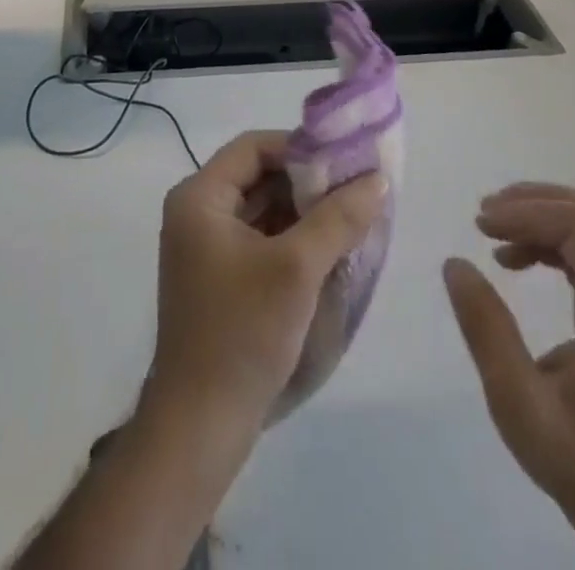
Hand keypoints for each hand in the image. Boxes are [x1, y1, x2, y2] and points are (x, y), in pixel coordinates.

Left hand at [144, 130, 386, 440]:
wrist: (199, 427)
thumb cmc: (242, 333)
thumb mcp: (297, 269)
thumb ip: (338, 218)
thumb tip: (377, 178)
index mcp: (200, 197)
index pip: (254, 147)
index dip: (300, 147)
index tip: (345, 163)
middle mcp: (197, 213)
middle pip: (259, 176)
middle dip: (308, 182)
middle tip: (356, 190)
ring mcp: (206, 248)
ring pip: (263, 209)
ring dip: (304, 212)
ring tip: (352, 217)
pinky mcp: (219, 278)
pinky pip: (260, 240)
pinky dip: (293, 239)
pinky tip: (330, 250)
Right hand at [443, 184, 574, 534]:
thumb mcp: (518, 404)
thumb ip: (487, 331)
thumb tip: (455, 264)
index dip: (527, 212)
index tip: (481, 224)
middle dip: (532, 202)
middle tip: (484, 217)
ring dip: (539, 216)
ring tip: (492, 233)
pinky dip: (550, 239)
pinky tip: (516, 259)